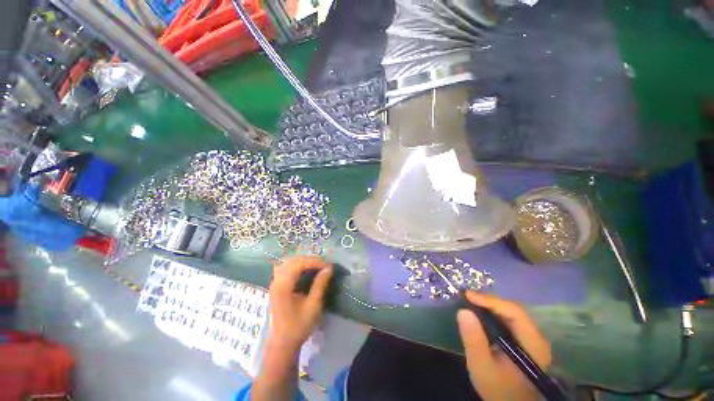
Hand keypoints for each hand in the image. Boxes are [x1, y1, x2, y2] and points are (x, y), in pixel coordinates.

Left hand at [268, 256, 332, 352]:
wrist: (283, 343)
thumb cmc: (298, 326)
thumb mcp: (313, 306)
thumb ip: (320, 285)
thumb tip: (329, 268)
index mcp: (283, 286)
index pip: (299, 264)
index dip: (314, 261)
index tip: (328, 266)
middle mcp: (276, 281)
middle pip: (293, 260)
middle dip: (310, 259)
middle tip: (323, 265)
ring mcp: (274, 283)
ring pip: (288, 262)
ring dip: (303, 261)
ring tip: (316, 266)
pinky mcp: (276, 286)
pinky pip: (286, 268)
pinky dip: (297, 265)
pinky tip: (305, 270)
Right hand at [457, 292, 551, 400]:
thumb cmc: (498, 389)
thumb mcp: (482, 367)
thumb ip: (474, 340)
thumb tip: (463, 311)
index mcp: (532, 345)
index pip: (514, 313)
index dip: (490, 301)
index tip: (468, 296)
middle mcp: (537, 338)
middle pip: (514, 310)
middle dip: (489, 301)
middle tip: (467, 298)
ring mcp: (532, 339)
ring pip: (512, 313)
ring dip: (491, 306)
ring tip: (471, 303)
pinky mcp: (525, 341)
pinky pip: (510, 320)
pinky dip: (494, 313)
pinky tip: (482, 314)